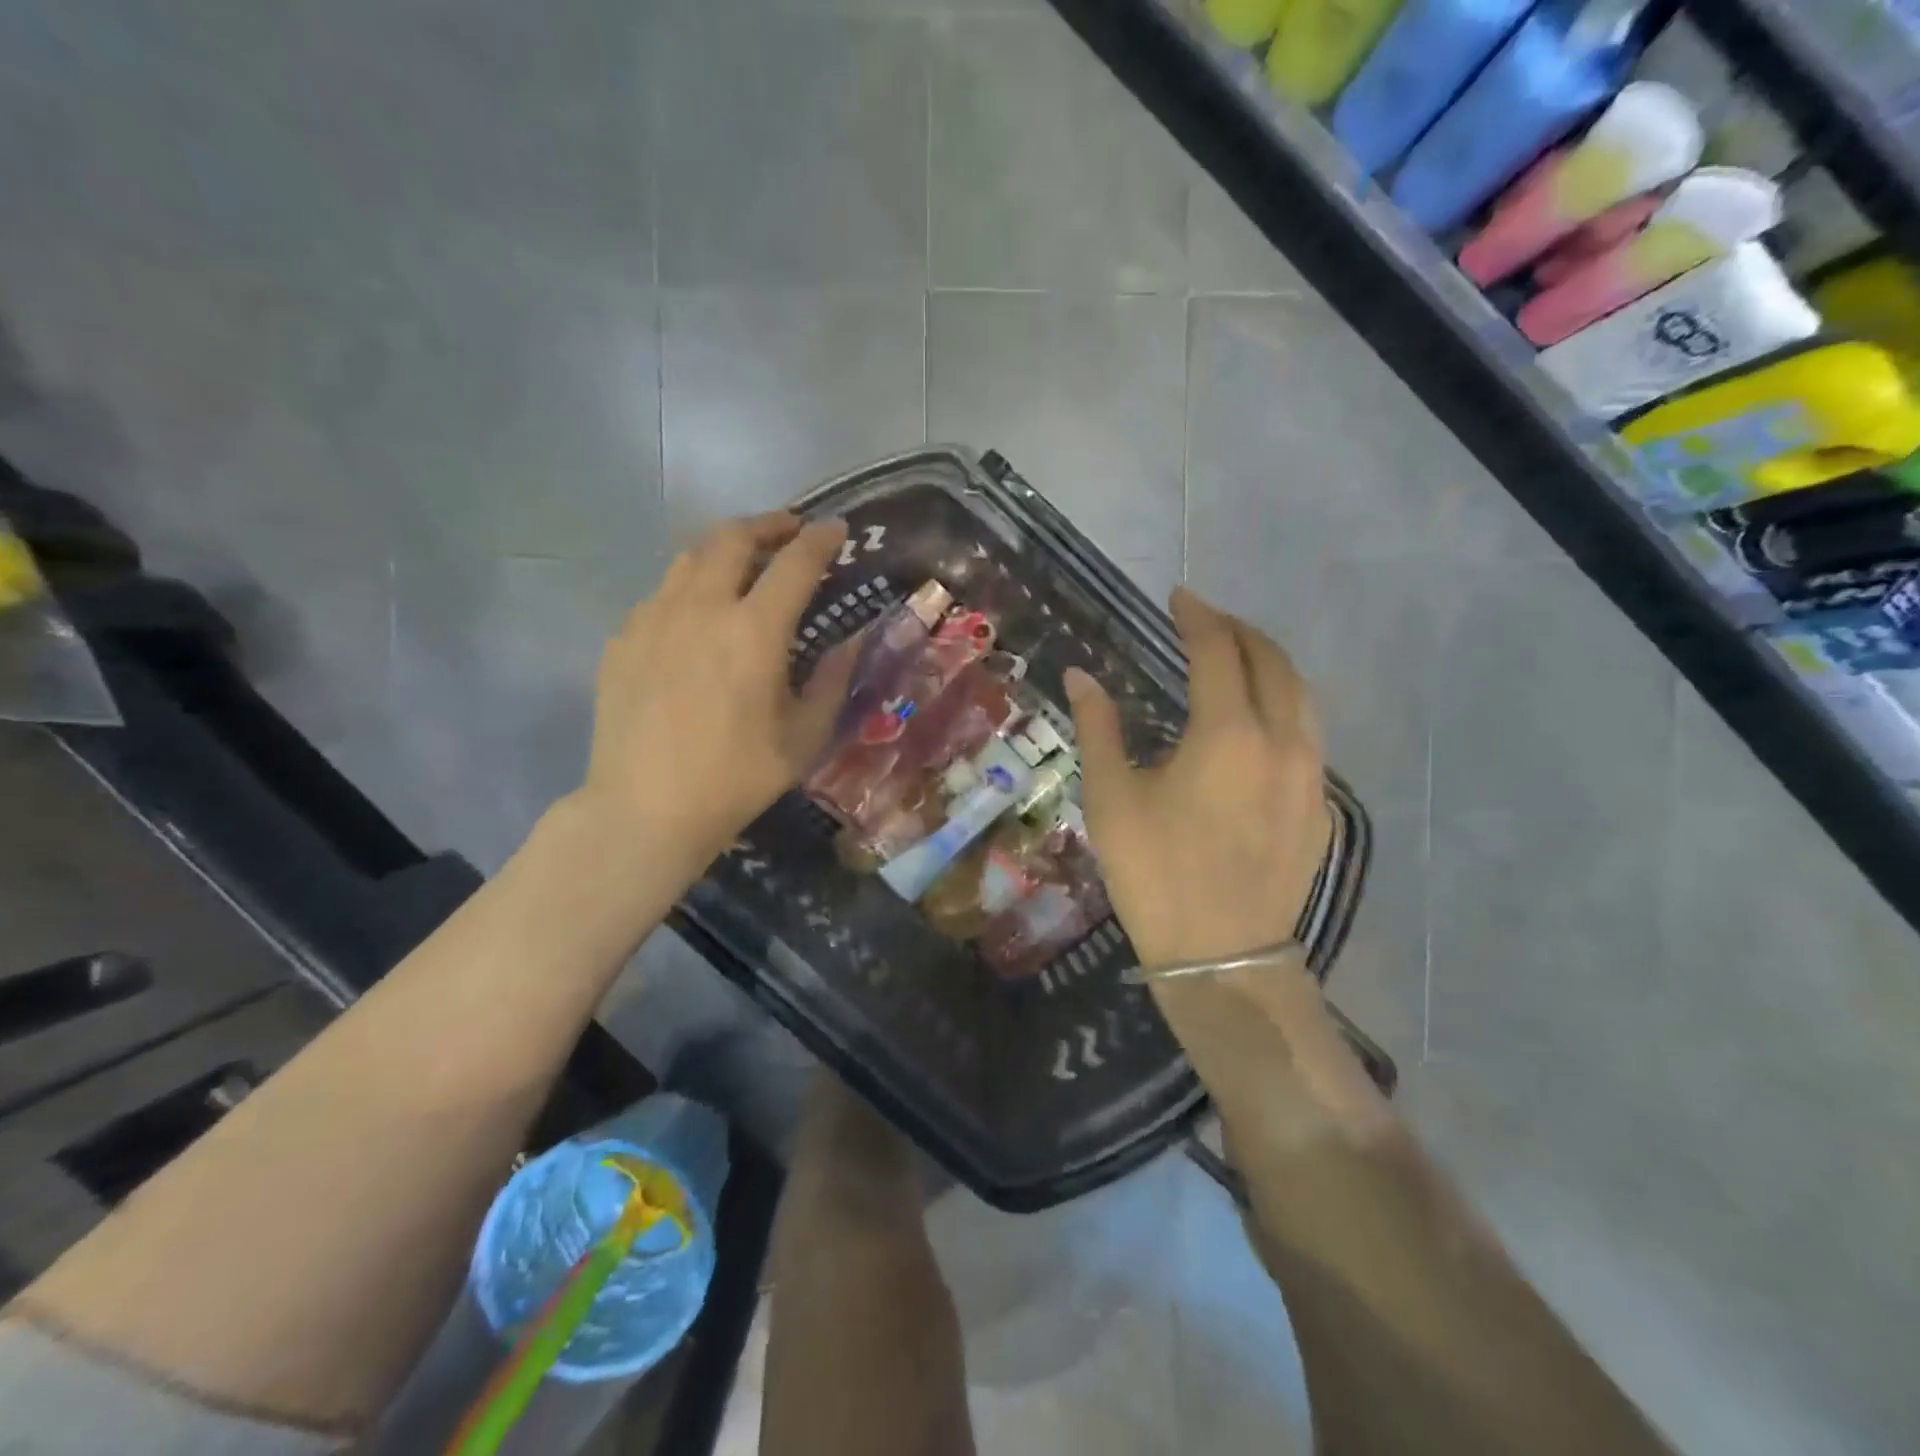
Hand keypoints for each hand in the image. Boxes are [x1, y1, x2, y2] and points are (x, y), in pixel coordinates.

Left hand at [573, 513, 854, 867]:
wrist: (644, 808)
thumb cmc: (736, 777)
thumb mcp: (804, 737)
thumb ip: (833, 681)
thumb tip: (851, 642)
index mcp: (754, 630)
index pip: (795, 563)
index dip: (820, 539)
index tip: (836, 529)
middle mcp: (701, 607)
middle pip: (733, 538)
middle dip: (768, 524)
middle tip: (790, 530)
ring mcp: (653, 618)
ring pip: (690, 556)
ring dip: (725, 546)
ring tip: (744, 559)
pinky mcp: (623, 638)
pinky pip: (661, 592)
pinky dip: (690, 584)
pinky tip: (697, 612)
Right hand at [1065, 587, 1330, 971]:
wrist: (1221, 955)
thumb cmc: (1155, 873)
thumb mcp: (1111, 797)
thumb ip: (1100, 727)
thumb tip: (1081, 675)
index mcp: (1226, 733)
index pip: (1217, 651)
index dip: (1197, 616)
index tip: (1178, 597)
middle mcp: (1281, 741)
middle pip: (1271, 661)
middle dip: (1238, 630)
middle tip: (1207, 619)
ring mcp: (1310, 774)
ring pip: (1302, 695)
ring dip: (1270, 663)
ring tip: (1239, 656)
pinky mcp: (1320, 806)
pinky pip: (1310, 733)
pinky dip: (1286, 705)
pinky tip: (1261, 720)